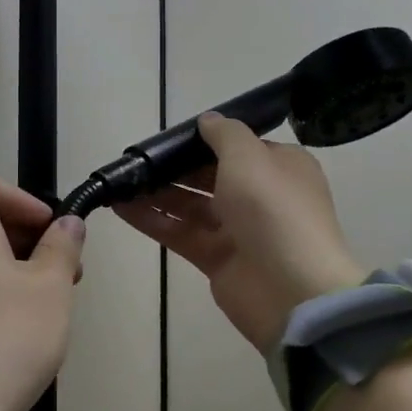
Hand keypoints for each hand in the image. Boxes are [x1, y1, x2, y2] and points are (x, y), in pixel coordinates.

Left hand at [0, 166, 86, 410]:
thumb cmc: (3, 342)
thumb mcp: (51, 291)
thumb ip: (62, 248)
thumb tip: (67, 224)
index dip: (15, 193)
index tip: (44, 229)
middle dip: (22, 231)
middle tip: (60, 268)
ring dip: (10, 264)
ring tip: (46, 303)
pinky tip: (17, 330)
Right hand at [116, 113, 364, 352]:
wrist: (291, 290)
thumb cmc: (272, 209)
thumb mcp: (249, 156)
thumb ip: (224, 134)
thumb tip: (207, 120)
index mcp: (280, 167)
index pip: (238, 147)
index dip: (204, 140)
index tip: (167, 137)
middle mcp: (260, 196)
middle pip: (209, 175)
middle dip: (174, 167)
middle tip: (135, 160)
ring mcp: (238, 230)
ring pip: (190, 205)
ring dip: (157, 193)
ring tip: (120, 182)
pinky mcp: (216, 259)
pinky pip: (179, 233)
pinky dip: (151, 220)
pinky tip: (119, 207)